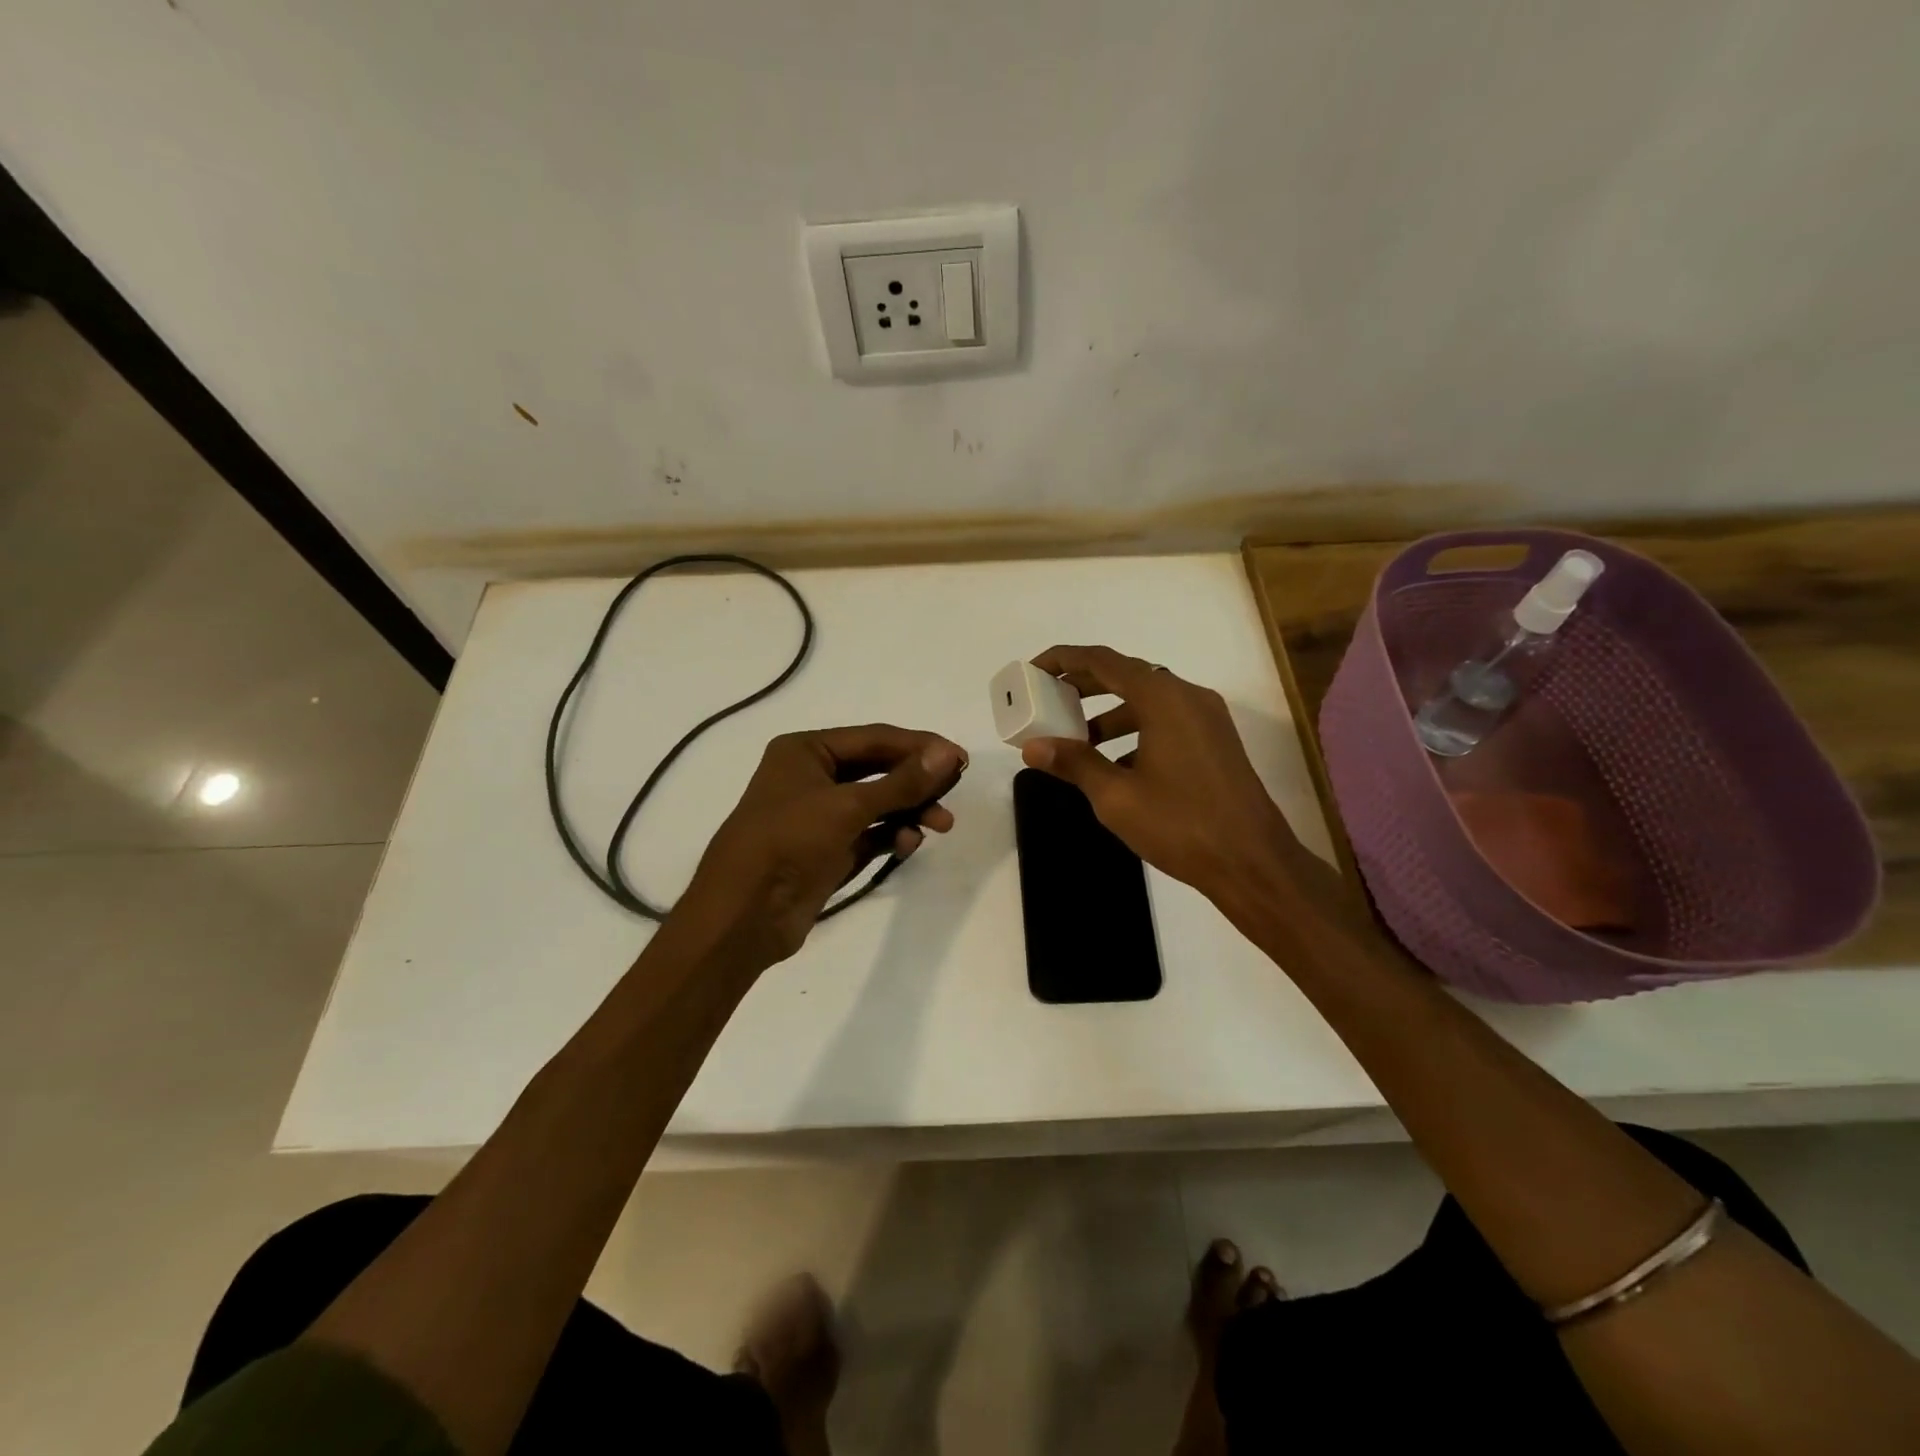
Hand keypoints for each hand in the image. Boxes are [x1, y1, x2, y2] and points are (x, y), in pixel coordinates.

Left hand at [671, 725, 965, 970]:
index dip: (919, 746)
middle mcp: (812, 777)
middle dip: (917, 782)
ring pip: (877, 804)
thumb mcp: (847, 807)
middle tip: (954, 789)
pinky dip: (891, 835)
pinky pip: (869, 834)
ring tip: (941, 825)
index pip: (874, 738)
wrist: (742, 916)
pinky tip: (909, 843)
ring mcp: (819, 816)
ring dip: (909, 811)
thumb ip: (901, 783)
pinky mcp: (827, 851)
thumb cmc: (788, 843)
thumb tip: (947, 755)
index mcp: (806, 751)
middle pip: (878, 769)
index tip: (959, 759)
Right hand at [1019, 645, 1300, 904]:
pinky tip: (1115, 764)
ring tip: (1075, 739)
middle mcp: (1188, 696)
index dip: (1064, 660)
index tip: (1033, 670)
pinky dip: (1135, 730)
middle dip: (1083, 686)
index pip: (1102, 661)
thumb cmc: (1180, 825)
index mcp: (1163, 698)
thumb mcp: (1116, 796)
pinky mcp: (1215, 741)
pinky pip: (1166, 720)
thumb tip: (1033, 747)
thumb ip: (1074, 763)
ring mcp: (1207, 718)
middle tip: (1047, 701)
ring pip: (1147, 700)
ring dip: (1108, 712)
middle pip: (1126, 675)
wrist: (1253, 863)